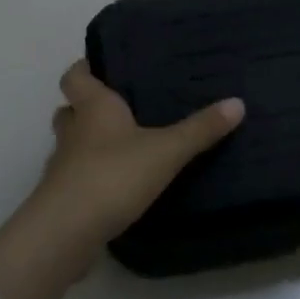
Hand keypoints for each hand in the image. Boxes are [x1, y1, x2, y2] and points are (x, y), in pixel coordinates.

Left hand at [37, 60, 245, 243]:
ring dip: (86, 144)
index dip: (84, 68)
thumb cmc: (113, 175)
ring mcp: (62, 167)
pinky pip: (74, 179)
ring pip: (70, 146)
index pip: (75, 76)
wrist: (66, 232)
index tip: (101, 66)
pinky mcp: (61, 199)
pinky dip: (89, 178)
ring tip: (120, 148)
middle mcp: (72, 132)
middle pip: (69, 110)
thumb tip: (238, 102)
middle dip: (85, 108)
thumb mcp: (167, 150)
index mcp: (93, 108)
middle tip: (117, 109)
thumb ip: (200, 129)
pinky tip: (114, 187)